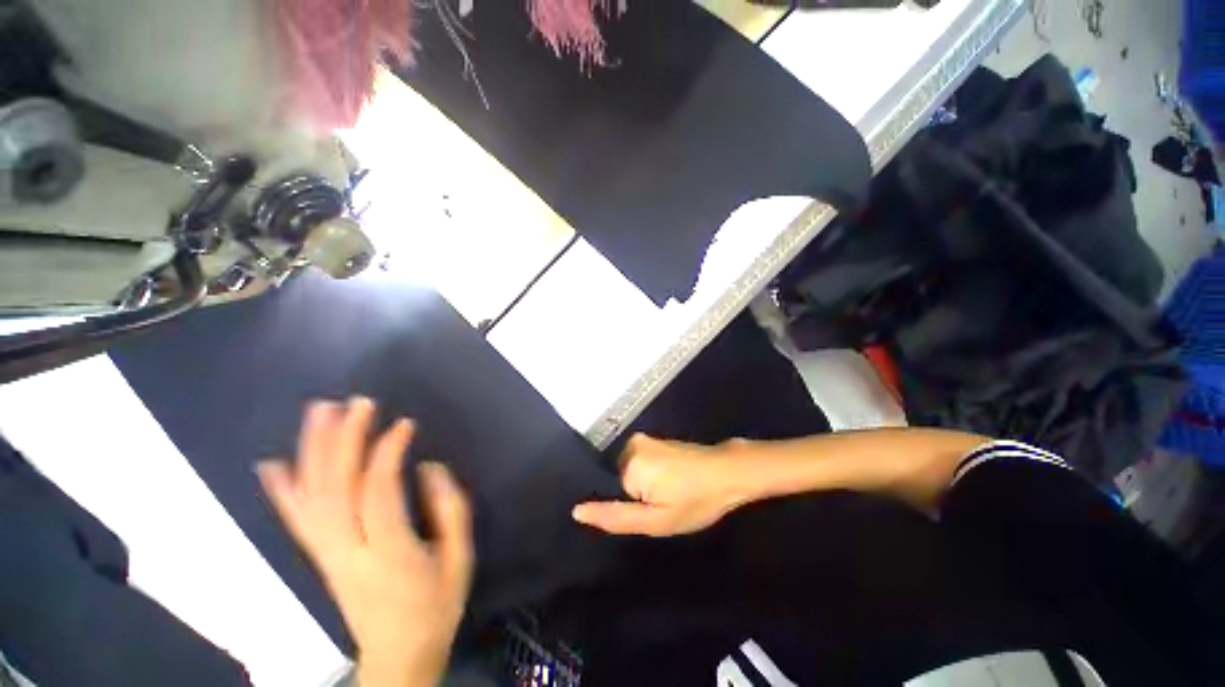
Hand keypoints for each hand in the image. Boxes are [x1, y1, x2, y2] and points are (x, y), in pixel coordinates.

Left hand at [257, 398, 472, 686]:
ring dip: (313, 450)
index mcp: (389, 551)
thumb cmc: (436, 604)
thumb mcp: (460, 557)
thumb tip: (428, 468)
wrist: (398, 655)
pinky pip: (295, 520)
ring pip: (312, 496)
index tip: (403, 424)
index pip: (378, 491)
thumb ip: (450, 508)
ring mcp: (327, 554)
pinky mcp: (320, 557)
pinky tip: (272, 464)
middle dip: (346, 439)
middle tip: (358, 402)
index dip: (388, 452)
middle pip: (336, 487)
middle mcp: (348, 550)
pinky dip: (282, 490)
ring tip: (320, 411)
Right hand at [571, 434, 749, 536]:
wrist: (728, 473)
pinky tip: (670, 482)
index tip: (648, 512)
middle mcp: (631, 443)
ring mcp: (644, 438)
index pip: (608, 491)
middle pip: (618, 479)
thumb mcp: (656, 520)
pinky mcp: (654, 440)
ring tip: (668, 494)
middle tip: (660, 505)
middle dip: (634, 495)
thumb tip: (576, 511)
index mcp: (629, 460)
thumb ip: (615, 516)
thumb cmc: (695, 500)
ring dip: (642, 486)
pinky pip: (639, 463)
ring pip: (629, 472)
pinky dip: (649, 476)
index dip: (625, 506)